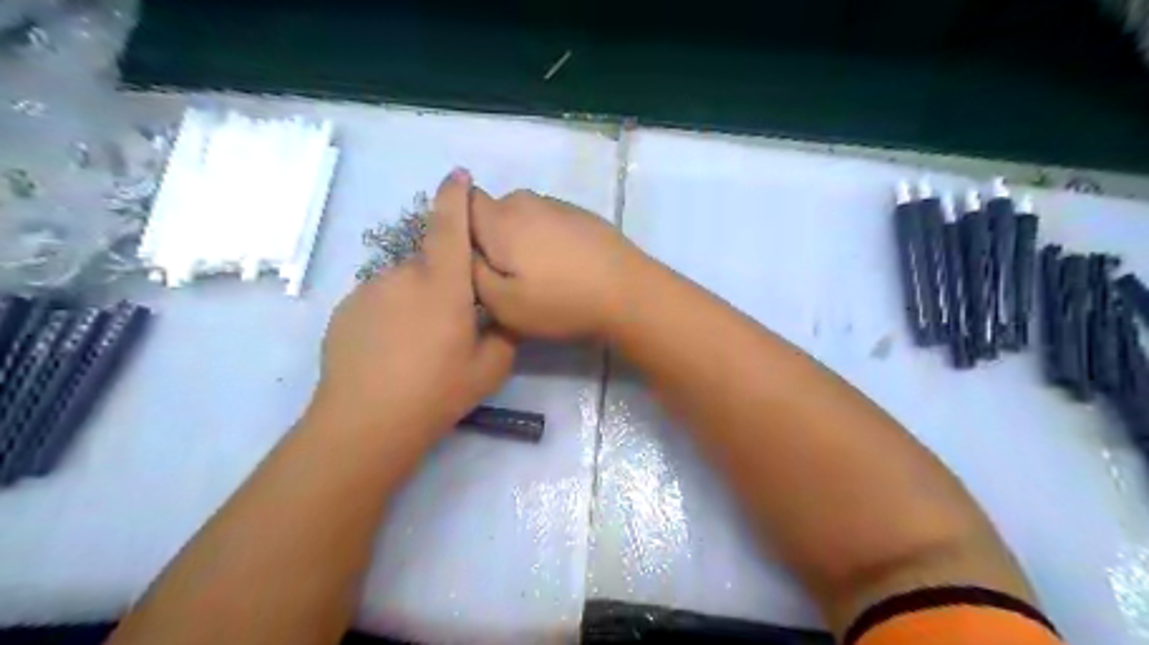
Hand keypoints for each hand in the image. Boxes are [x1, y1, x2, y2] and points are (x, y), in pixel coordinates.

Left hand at [310, 170, 516, 443]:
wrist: (366, 422)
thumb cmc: (438, 392)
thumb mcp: (492, 367)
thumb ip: (504, 332)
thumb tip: (501, 313)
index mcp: (443, 285)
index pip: (450, 226)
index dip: (455, 196)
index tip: (458, 175)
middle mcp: (403, 276)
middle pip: (429, 263)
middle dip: (443, 282)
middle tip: (450, 325)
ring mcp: (369, 290)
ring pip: (404, 283)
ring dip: (416, 300)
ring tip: (418, 345)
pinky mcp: (346, 309)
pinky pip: (380, 299)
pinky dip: (391, 314)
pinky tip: (392, 350)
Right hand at [468, 189, 645, 340]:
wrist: (627, 293)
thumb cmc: (559, 301)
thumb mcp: (501, 302)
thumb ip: (470, 271)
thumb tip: (463, 249)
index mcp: (499, 219)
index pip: (460, 202)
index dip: (457, 226)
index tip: (469, 258)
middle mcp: (525, 201)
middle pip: (492, 212)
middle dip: (490, 238)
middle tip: (504, 276)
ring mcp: (557, 205)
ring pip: (522, 218)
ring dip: (520, 240)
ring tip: (538, 276)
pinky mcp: (581, 215)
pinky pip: (548, 223)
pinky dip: (546, 240)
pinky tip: (564, 268)